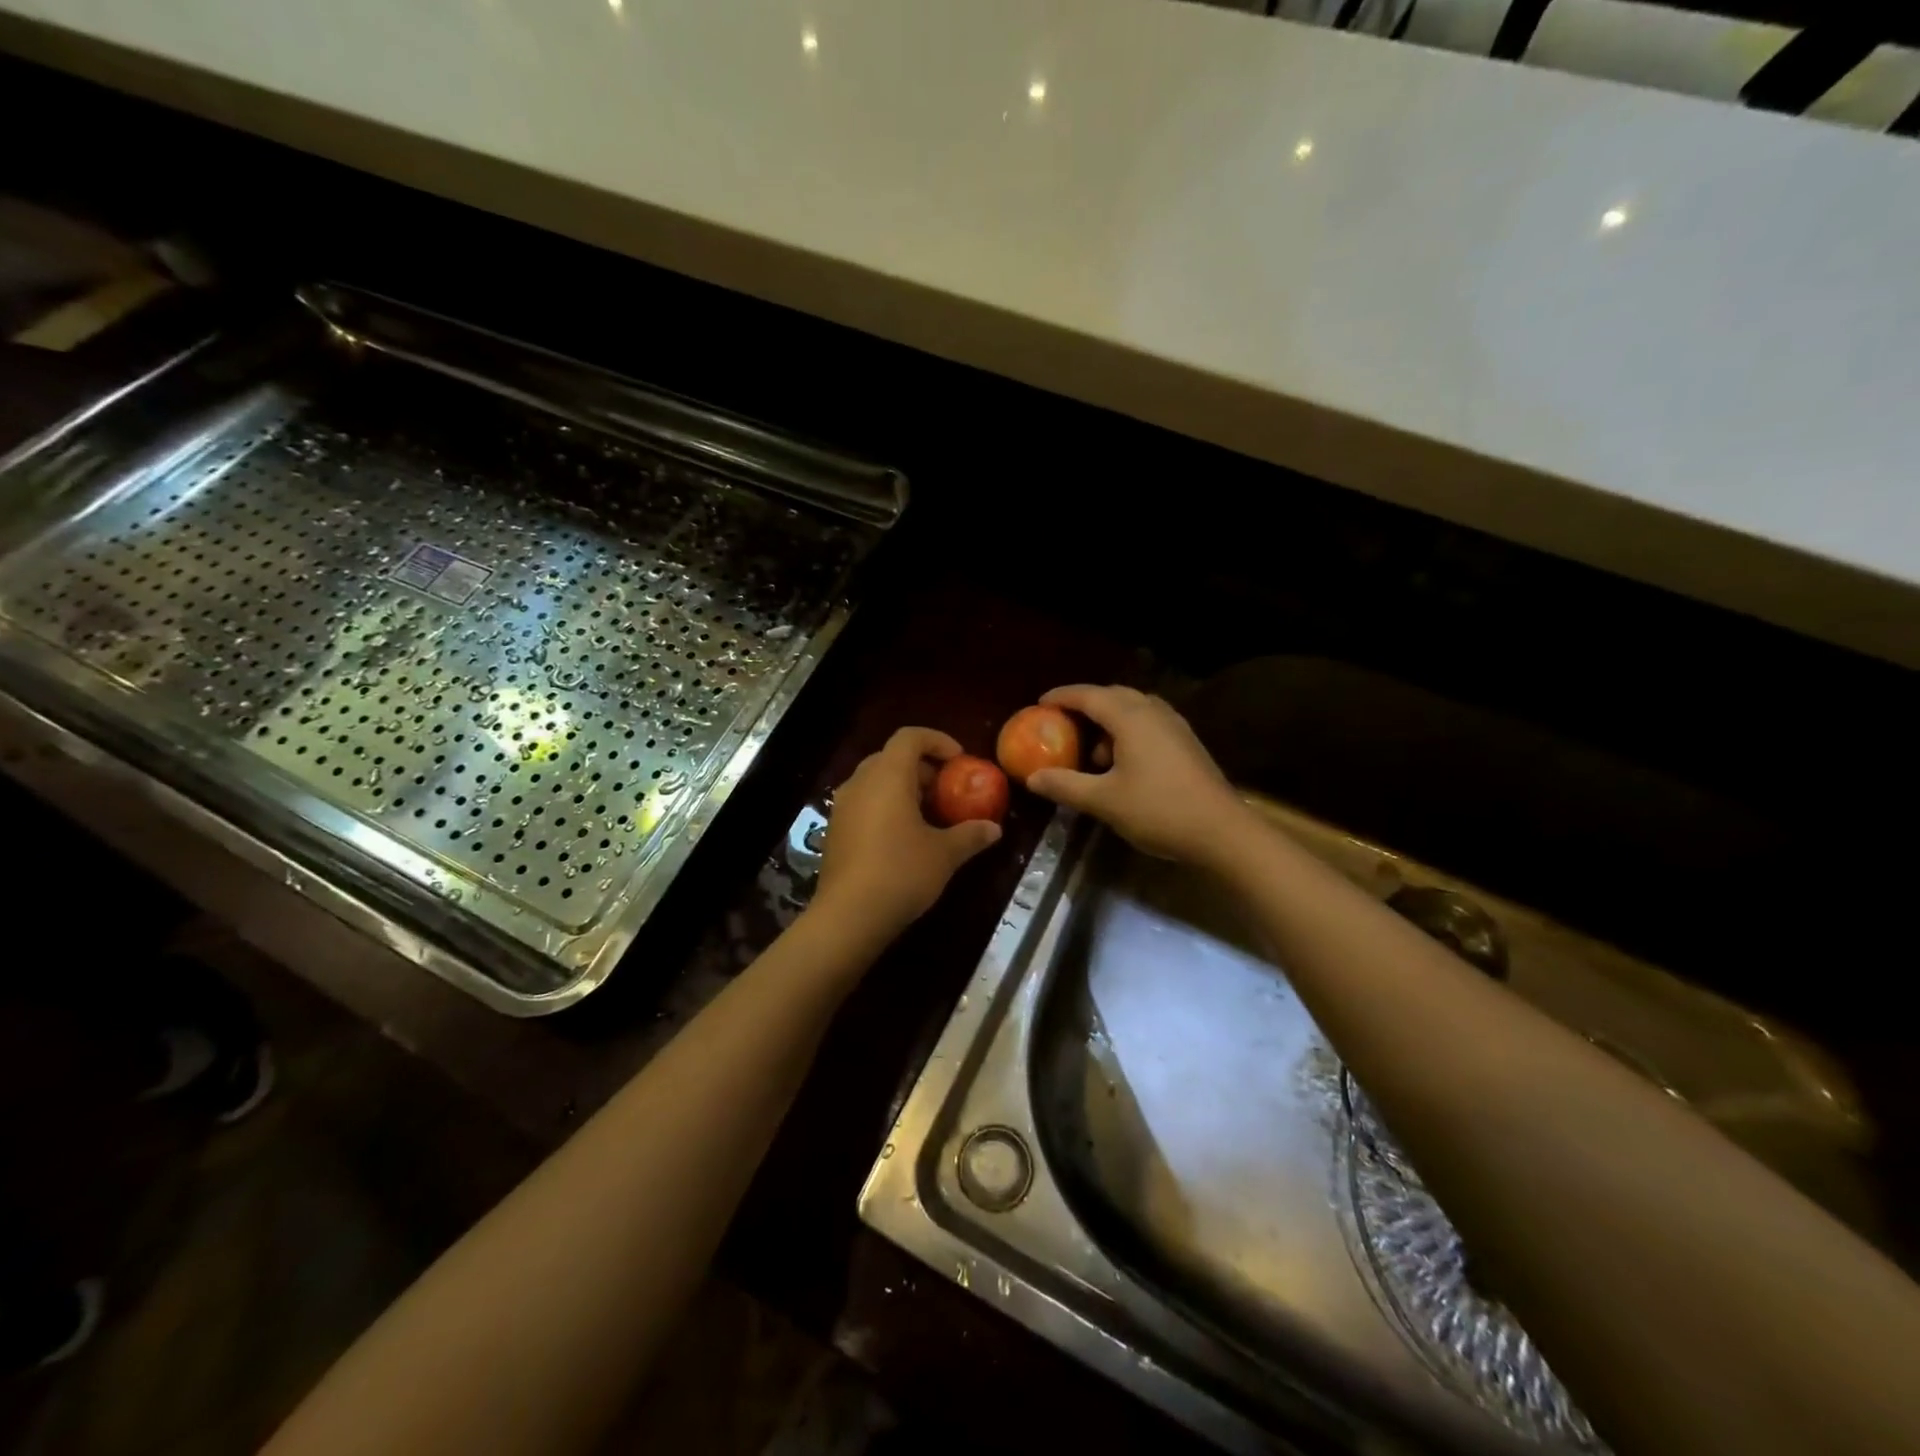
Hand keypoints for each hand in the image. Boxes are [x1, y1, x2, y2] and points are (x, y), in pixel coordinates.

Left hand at [811, 727, 1002, 946]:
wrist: (848, 916)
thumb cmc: (901, 873)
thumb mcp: (944, 854)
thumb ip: (970, 835)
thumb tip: (994, 829)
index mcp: (888, 776)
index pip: (910, 737)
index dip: (937, 740)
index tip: (959, 760)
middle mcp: (860, 782)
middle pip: (891, 757)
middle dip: (921, 767)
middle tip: (946, 789)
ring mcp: (843, 807)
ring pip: (875, 781)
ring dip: (902, 788)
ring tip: (928, 815)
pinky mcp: (835, 830)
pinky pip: (863, 803)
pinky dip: (885, 807)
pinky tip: (903, 837)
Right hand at [1026, 685, 1246, 862]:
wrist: (1222, 831)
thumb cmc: (1159, 810)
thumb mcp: (1104, 801)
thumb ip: (1065, 785)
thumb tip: (1033, 778)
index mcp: (1131, 718)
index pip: (1089, 695)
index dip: (1062, 696)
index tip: (1040, 703)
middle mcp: (1154, 712)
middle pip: (1113, 695)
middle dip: (1086, 705)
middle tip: (1063, 722)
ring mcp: (1175, 727)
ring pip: (1134, 709)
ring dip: (1109, 721)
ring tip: (1092, 752)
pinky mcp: (1187, 743)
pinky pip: (1149, 724)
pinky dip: (1128, 732)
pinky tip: (1123, 763)